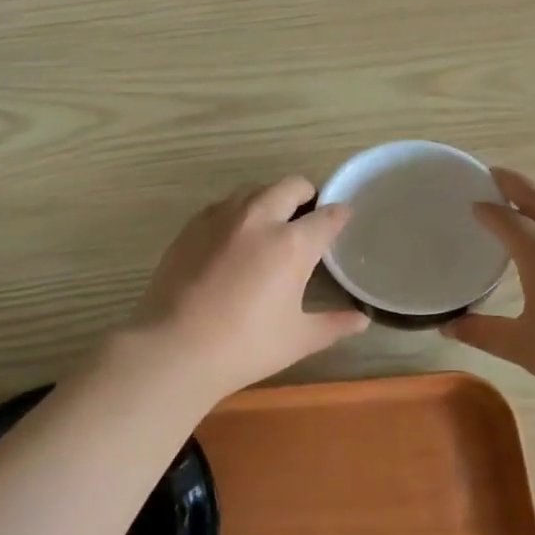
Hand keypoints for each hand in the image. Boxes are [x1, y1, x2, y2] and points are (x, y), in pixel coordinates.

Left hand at [125, 177, 369, 402]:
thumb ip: (333, 324)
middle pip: (291, 186)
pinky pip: (223, 205)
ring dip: (271, 199)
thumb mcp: (297, 339)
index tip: (343, 221)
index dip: (340, 216)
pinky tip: (234, 239)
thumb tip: (361, 320)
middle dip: (307, 195)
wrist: (173, 348)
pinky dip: (238, 212)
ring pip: (255, 190)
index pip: (327, 216)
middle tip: (308, 218)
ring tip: (271, 225)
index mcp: (291, 244)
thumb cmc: (244, 347)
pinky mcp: (192, 226)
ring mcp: (221, 218)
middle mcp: (259, 219)